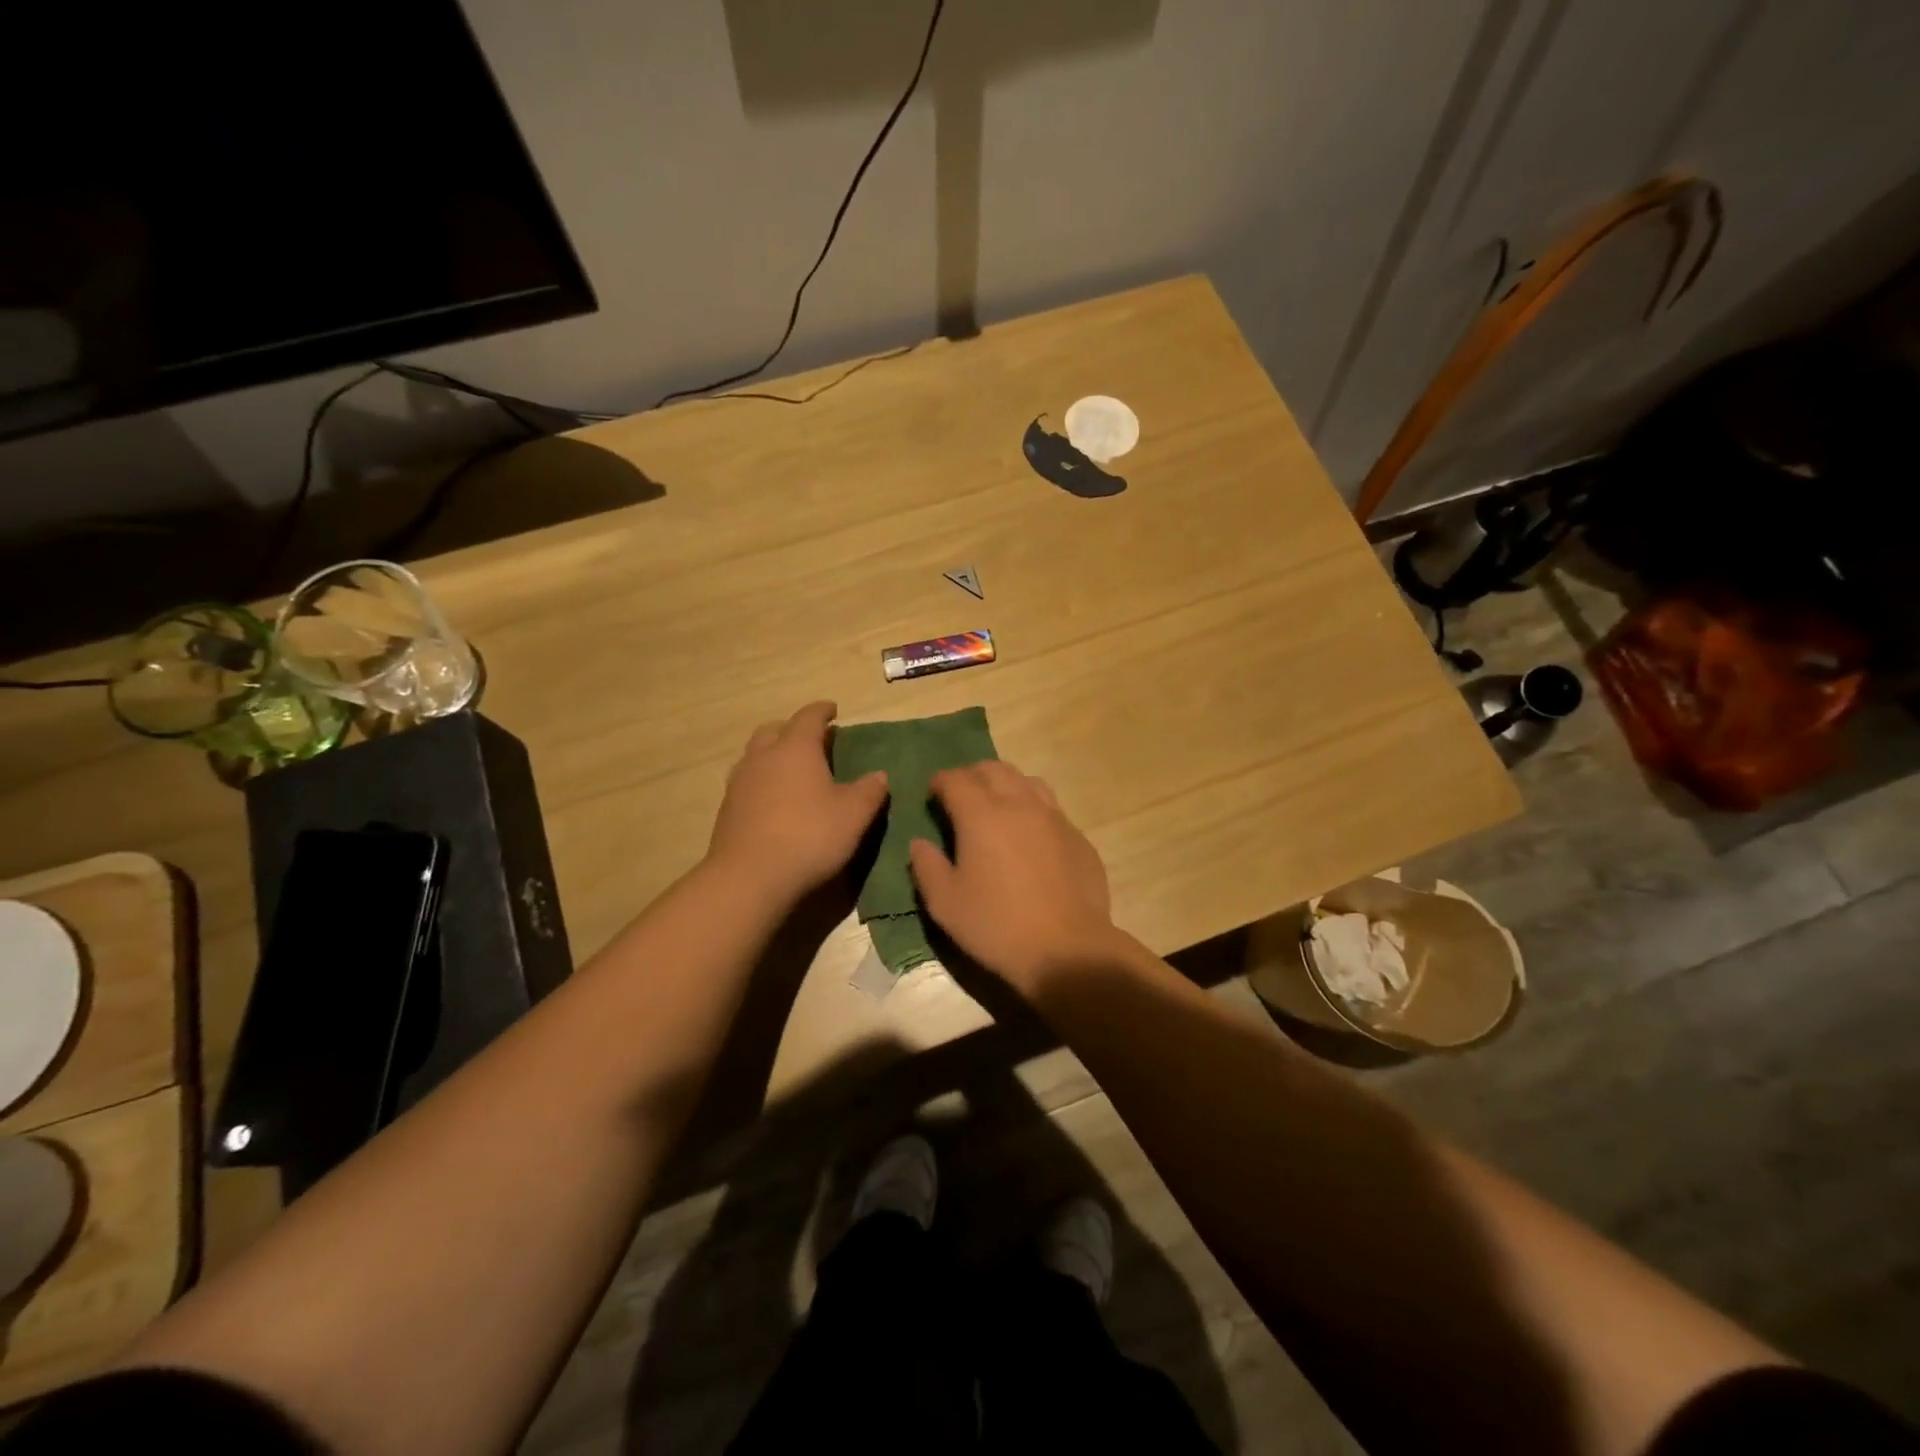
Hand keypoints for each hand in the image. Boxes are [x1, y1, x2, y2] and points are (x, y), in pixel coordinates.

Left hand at [706, 701, 888, 904]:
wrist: (750, 877)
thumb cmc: (810, 836)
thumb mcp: (854, 815)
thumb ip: (869, 791)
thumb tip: (879, 775)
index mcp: (796, 748)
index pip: (809, 717)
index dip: (822, 711)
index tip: (832, 710)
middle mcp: (763, 757)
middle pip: (774, 730)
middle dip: (793, 730)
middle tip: (812, 741)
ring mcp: (740, 782)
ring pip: (756, 755)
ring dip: (774, 755)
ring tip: (792, 771)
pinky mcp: (727, 809)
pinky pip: (747, 782)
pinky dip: (763, 782)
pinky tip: (775, 801)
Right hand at [907, 761, 1120, 997]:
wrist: (1067, 950)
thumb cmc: (996, 926)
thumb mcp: (945, 903)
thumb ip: (926, 867)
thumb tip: (919, 843)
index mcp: (981, 814)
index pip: (956, 779)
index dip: (940, 781)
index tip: (933, 794)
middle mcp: (1020, 804)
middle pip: (994, 769)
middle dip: (973, 775)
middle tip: (962, 797)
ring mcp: (1055, 818)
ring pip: (1028, 781)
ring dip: (1007, 785)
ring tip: (998, 808)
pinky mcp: (1078, 837)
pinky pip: (1052, 809)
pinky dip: (1034, 810)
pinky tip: (1030, 838)